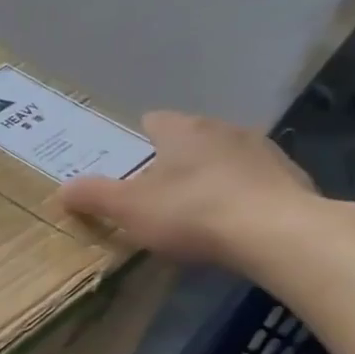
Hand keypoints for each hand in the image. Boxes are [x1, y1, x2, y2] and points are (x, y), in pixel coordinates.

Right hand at [60, 111, 318, 266]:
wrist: (279, 233)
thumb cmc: (192, 211)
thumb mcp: (129, 209)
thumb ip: (94, 196)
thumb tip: (62, 189)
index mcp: (182, 129)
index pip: (154, 120)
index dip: (137, 140)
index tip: (129, 164)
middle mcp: (224, 129)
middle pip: (191, 138)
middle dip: (175, 159)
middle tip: (157, 192)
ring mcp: (264, 152)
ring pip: (226, 158)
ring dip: (212, 176)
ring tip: (198, 209)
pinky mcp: (292, 179)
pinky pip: (257, 183)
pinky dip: (243, 196)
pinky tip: (236, 224)